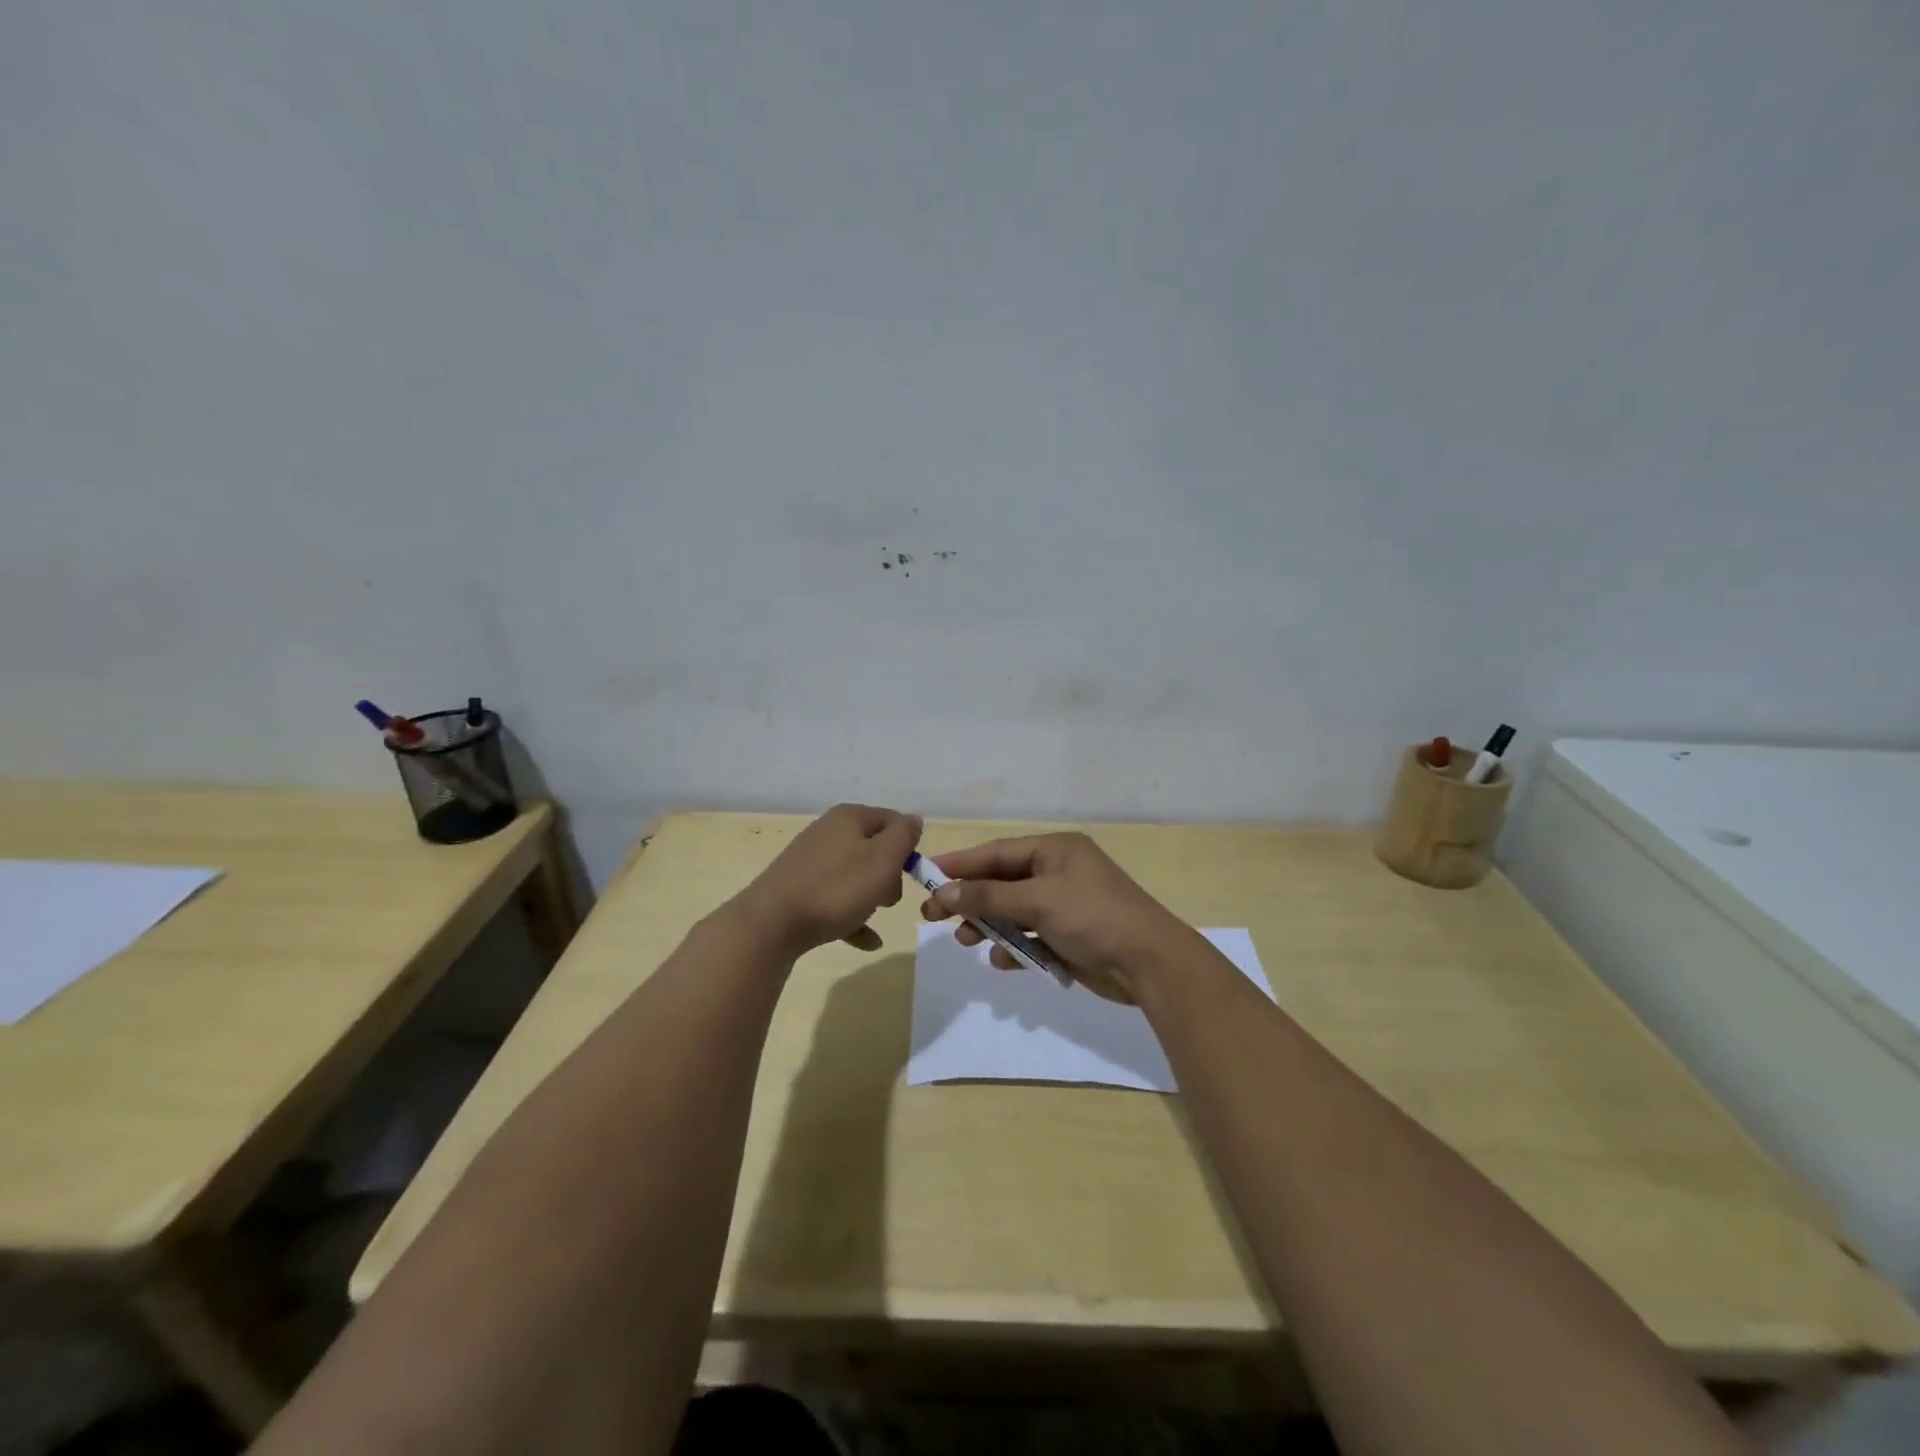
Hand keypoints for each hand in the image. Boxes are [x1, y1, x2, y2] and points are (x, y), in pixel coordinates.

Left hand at [732, 804, 921, 957]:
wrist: (771, 924)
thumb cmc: (836, 888)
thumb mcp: (883, 859)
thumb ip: (903, 836)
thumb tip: (913, 820)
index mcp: (849, 817)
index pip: (893, 820)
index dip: (908, 846)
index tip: (911, 875)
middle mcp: (829, 832)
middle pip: (874, 848)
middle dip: (889, 875)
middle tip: (888, 899)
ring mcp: (811, 861)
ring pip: (855, 875)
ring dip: (871, 896)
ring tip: (873, 917)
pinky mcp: (798, 889)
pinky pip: (836, 900)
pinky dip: (853, 917)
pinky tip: (867, 941)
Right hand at [919, 833, 1196, 1003]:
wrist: (1149, 963)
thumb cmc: (1093, 917)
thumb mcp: (1038, 900)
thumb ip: (988, 895)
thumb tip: (944, 891)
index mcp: (1055, 850)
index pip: (996, 852)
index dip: (960, 864)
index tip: (926, 874)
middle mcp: (1058, 872)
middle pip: (1001, 882)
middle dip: (969, 899)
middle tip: (932, 915)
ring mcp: (1064, 905)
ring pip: (1013, 911)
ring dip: (989, 925)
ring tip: (966, 940)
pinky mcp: (1069, 936)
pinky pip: (1030, 937)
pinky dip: (1014, 947)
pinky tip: (1002, 960)